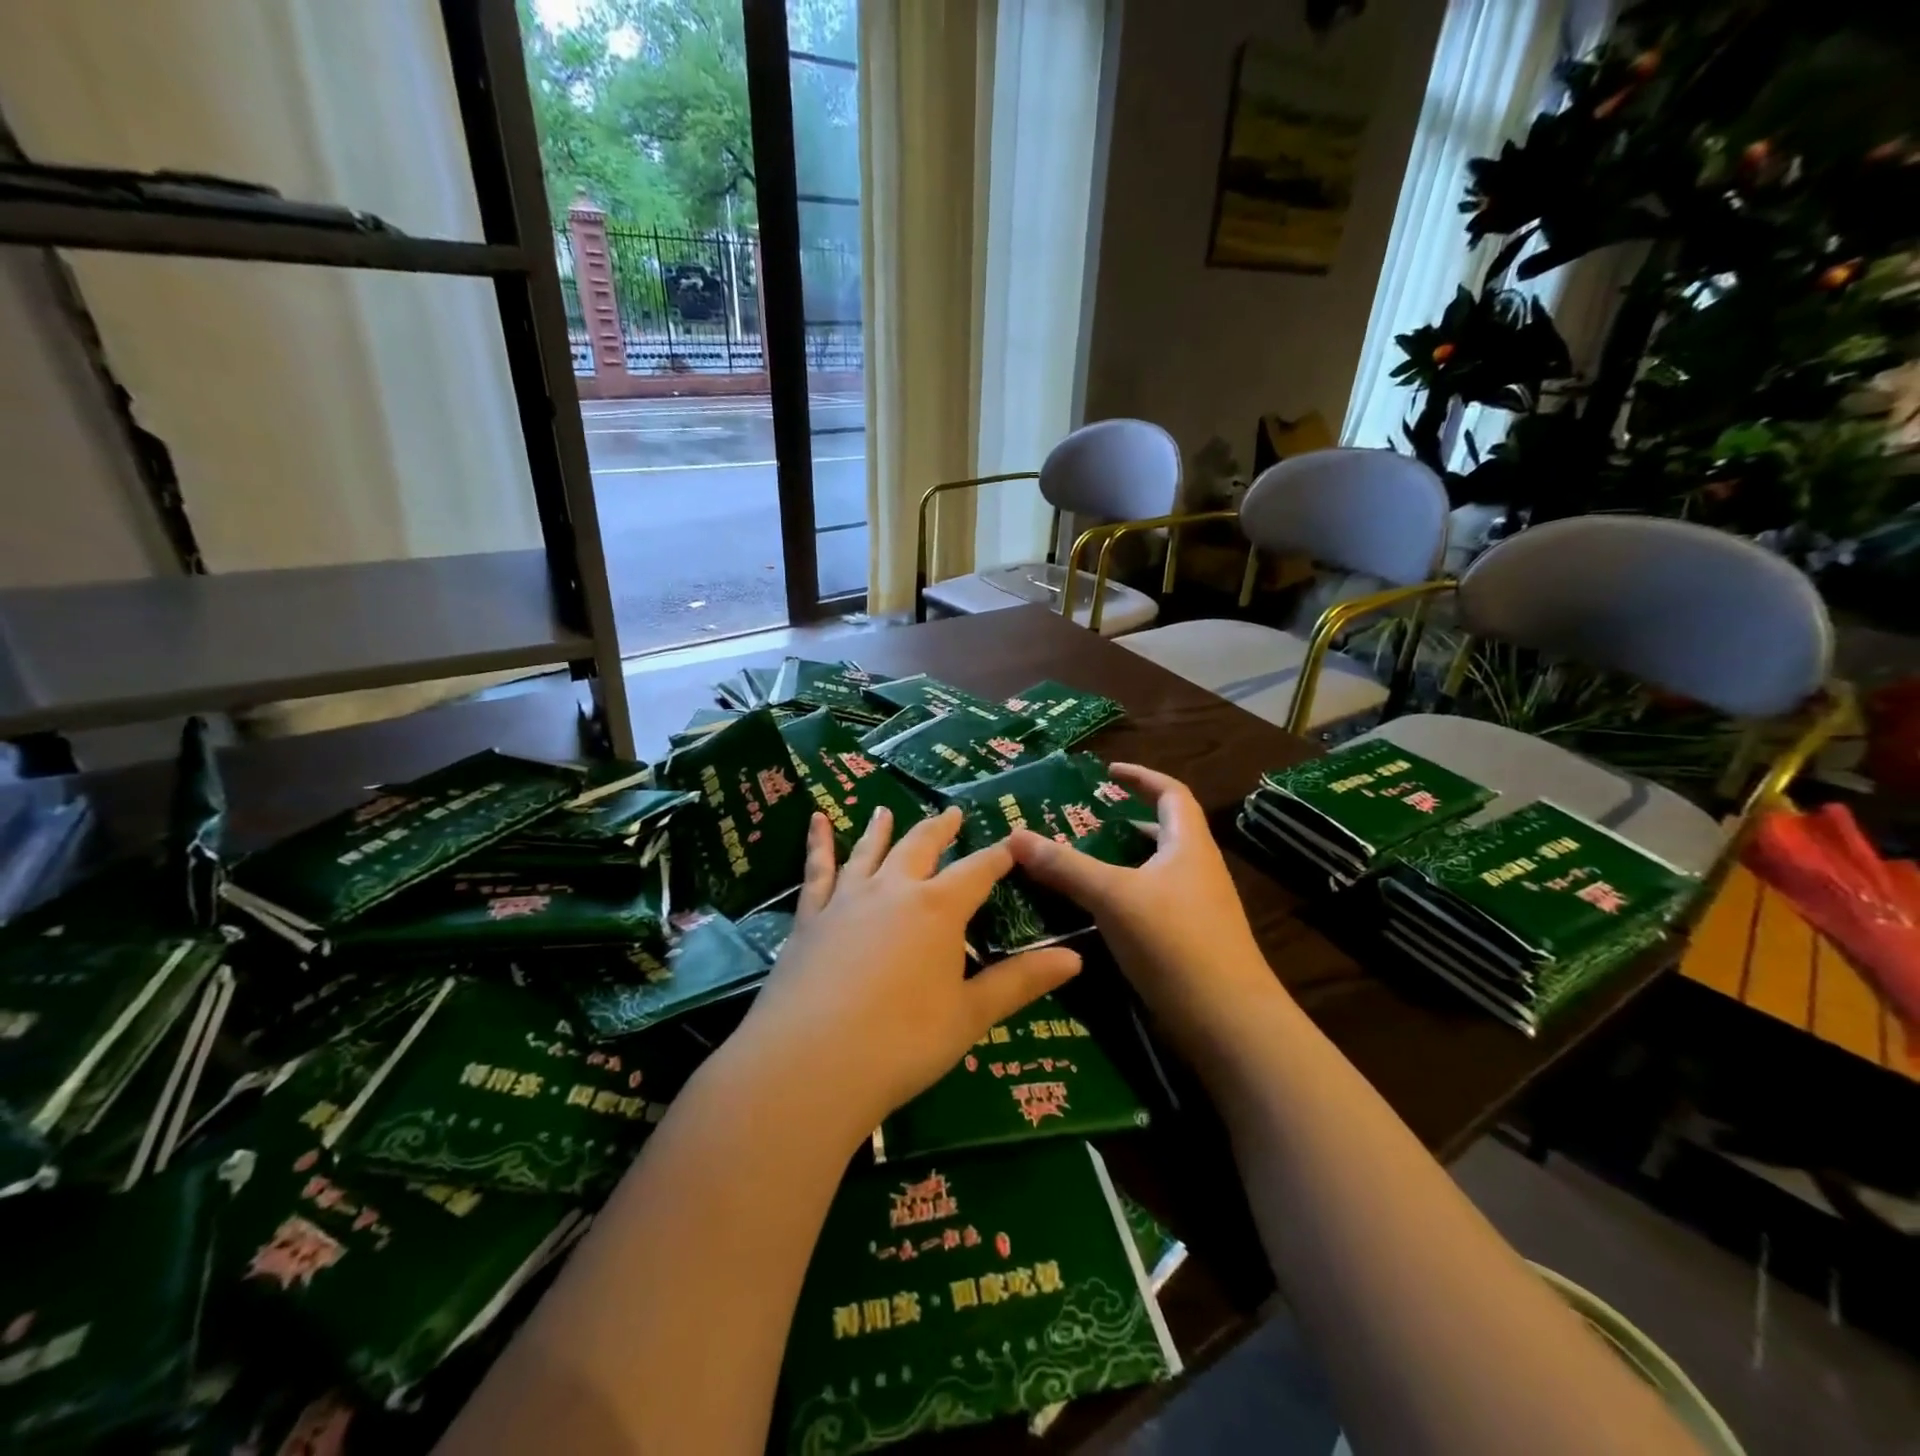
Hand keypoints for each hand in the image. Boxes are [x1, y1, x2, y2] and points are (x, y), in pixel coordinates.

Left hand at [739, 805, 1082, 1138]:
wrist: (811, 1063)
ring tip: (885, 809)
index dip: (998, 855)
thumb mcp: (970, 1015)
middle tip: (952, 812)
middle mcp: (894, 889)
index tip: (1013, 841)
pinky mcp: (810, 917)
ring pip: (870, 851)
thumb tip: (1076, 958)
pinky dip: (817, 843)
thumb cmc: (903, 1042)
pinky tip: (816, 821)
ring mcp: (847, 899)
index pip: (978, 870)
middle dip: (941, 829)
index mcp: (939, 908)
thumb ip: (1021, 982)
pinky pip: (816, 871)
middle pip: (921, 847)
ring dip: (882, 829)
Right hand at [1008, 764, 1278, 1039]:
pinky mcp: (1187, 942)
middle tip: (1080, 823)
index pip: (1171, 793)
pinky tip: (1094, 914)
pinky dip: (1122, 897)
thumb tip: (1015, 835)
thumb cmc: (1175, 942)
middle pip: (1162, 832)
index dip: (1142, 776)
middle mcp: (1196, 870)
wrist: (1227, 1022)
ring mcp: (1195, 909)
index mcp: (1189, 845)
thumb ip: (1065, 866)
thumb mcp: (1113, 896)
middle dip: (1124, 822)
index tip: (1108, 771)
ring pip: (1153, 871)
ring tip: (1077, 865)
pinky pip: (1149, 904)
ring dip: (1120, 862)